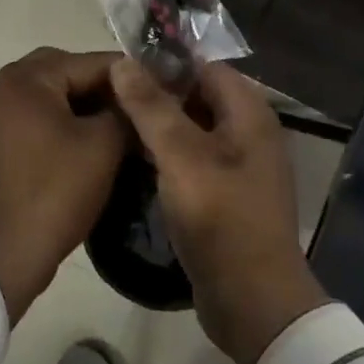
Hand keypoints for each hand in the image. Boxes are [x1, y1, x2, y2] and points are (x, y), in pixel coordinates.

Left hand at [0, 48, 128, 322]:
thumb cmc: (56, 191)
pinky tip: (77, 142)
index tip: (157, 85)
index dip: (127, 74)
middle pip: (61, 71)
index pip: (87, 62)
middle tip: (130, 105)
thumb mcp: (103, 146)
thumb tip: (134, 97)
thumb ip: (123, 110)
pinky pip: (26, 117)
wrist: (3, 253)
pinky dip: (52, 121)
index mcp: (25, 78)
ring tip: (109, 124)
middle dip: (97, 85)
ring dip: (75, 103)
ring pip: (43, 95)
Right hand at [111, 59, 329, 363]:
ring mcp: (240, 165)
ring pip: (193, 129)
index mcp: (249, 112)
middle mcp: (250, 131)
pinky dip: (168, 155)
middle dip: (157, 95)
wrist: (252, 301)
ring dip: (159, 126)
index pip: (203, 67)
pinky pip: (194, 159)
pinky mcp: (227, 194)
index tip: (121, 70)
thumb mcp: (180, 156)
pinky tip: (135, 161)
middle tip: (111, 98)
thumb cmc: (220, 217)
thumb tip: (123, 62)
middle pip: (198, 96)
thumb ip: (151, 106)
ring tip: (115, 126)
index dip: (164, 65)